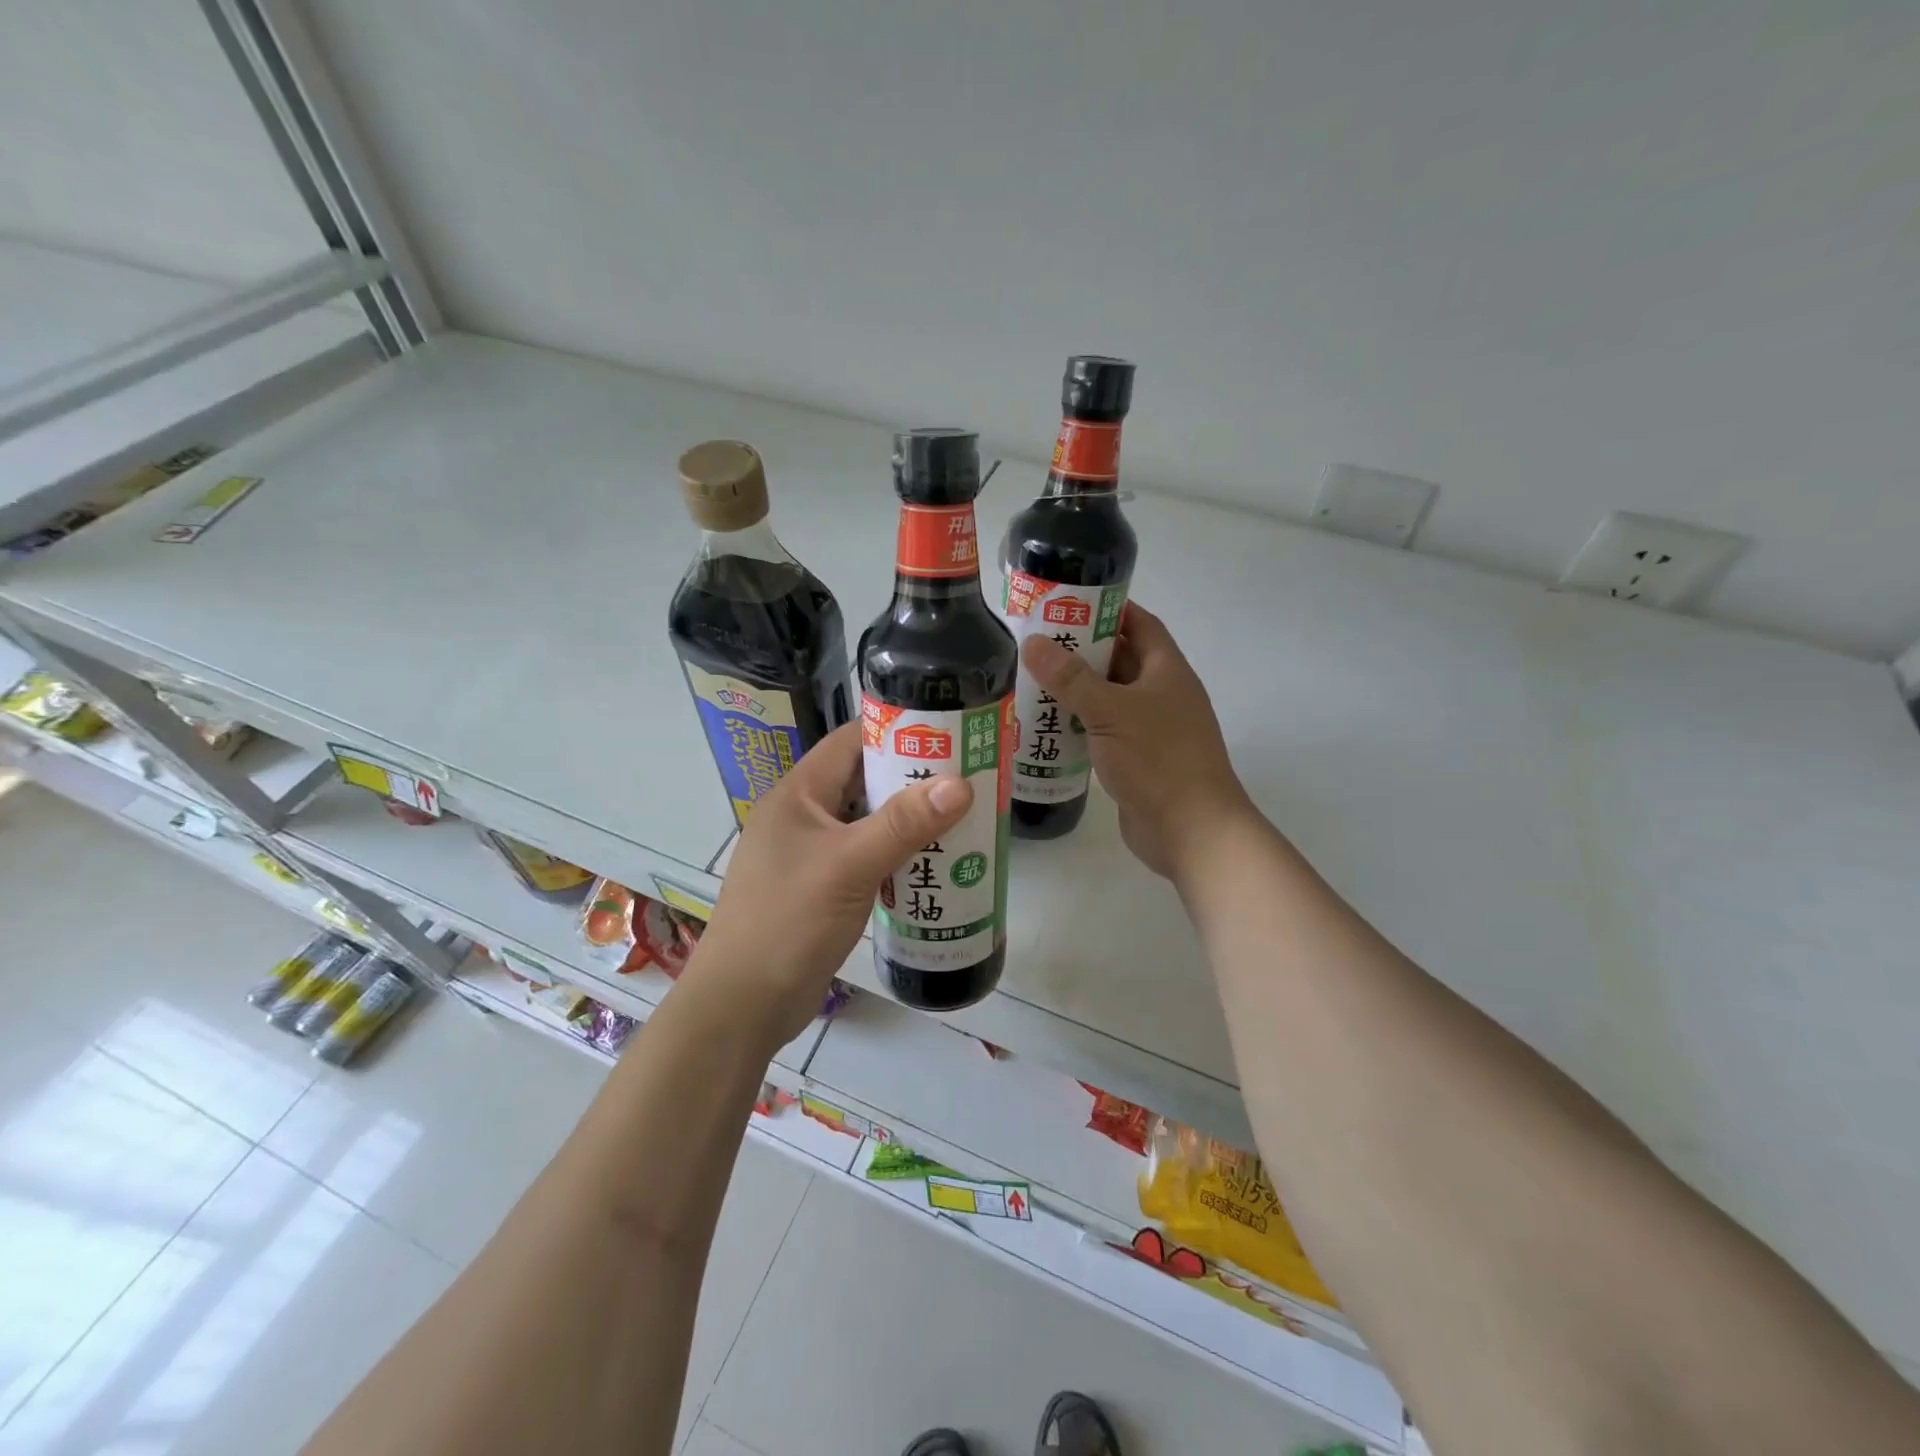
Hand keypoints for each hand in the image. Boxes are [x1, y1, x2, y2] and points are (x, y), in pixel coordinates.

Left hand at [688, 721, 972, 1045]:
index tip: (949, 731)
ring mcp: (811, 854)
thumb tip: (960, 783)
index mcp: (798, 794)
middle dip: (912, 778)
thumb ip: (903, 823)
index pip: (851, 741)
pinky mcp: (822, 888)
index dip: (897, 730)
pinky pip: (866, 857)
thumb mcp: (849, 865)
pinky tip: (933, 863)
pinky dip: (897, 855)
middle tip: (968, 776)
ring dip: (909, 820)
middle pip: (863, 781)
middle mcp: (803, 816)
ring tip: (963, 816)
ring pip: (868, 822)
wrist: (743, 1005)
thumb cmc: (788, 921)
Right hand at [1022, 601, 1255, 879]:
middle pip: (1119, 660)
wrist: (1191, 831)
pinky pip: (1102, 732)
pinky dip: (1077, 726)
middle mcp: (1161, 695)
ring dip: (1075, 691)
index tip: (1067, 602)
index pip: (1139, 624)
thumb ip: (1070, 678)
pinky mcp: (1135, 761)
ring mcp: (1149, 730)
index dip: (1108, 609)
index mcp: (1166, 671)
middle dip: (1080, 651)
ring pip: (1107, 699)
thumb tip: (1033, 642)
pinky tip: (1044, 726)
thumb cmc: (1158, 759)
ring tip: (1029, 680)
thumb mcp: (1110, 711)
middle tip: (1034, 642)